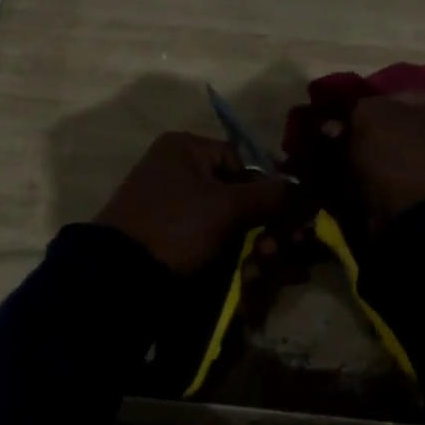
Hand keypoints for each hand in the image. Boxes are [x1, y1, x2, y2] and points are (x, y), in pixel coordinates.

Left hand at [94, 132, 290, 274]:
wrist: (119, 273)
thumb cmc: (177, 225)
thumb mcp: (227, 208)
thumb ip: (271, 196)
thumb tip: (306, 190)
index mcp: (185, 148)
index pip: (243, 162)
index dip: (267, 191)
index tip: (286, 219)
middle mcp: (177, 170)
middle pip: (236, 195)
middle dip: (262, 226)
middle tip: (275, 252)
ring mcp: (169, 205)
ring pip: (225, 222)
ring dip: (249, 246)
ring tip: (259, 270)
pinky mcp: (166, 236)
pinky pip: (207, 240)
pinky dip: (227, 256)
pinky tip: (245, 276)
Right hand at [344, 91, 424, 227]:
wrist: (418, 223)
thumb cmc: (402, 157)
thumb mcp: (372, 116)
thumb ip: (358, 108)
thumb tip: (343, 121)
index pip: (402, 96)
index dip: (369, 106)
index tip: (344, 121)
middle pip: (402, 129)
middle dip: (371, 136)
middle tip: (342, 143)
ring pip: (399, 158)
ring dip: (373, 161)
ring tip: (345, 166)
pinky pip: (399, 184)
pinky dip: (379, 184)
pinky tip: (357, 186)